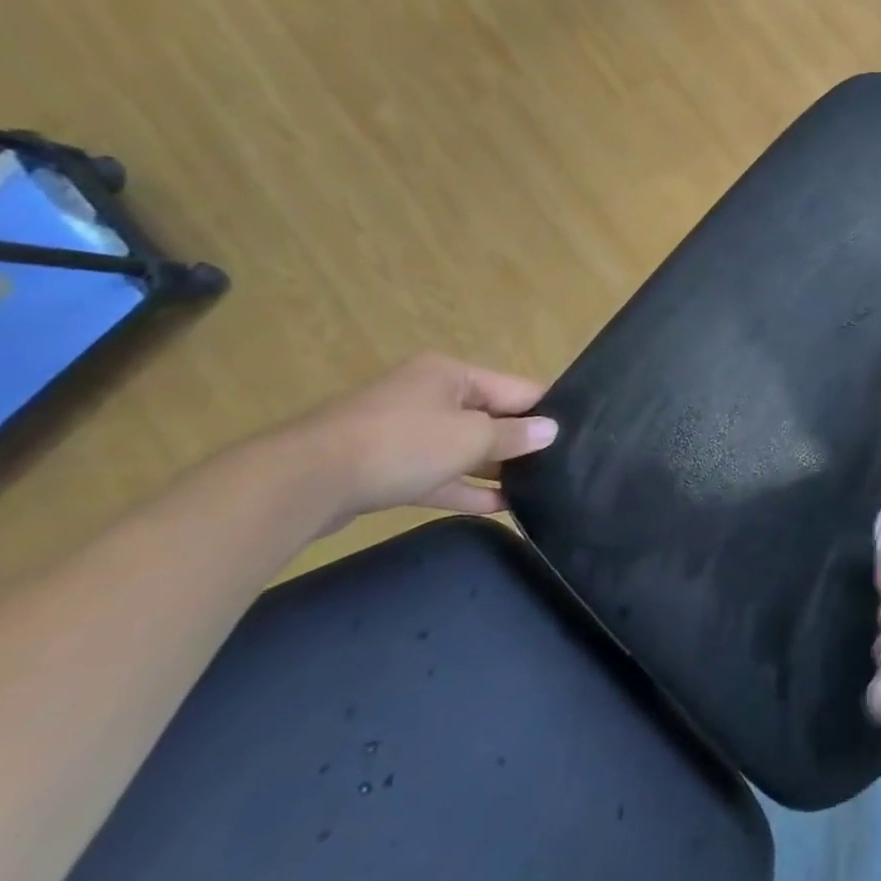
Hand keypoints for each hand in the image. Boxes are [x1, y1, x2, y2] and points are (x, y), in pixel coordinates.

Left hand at [241, 353, 558, 538]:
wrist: (303, 482)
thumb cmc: (400, 444)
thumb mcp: (469, 438)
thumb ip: (513, 436)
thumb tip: (551, 430)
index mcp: (450, 374)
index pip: (514, 388)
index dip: (544, 410)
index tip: (577, 433)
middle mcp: (429, 395)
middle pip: (488, 416)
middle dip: (519, 441)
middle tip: (559, 465)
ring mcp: (403, 431)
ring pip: (462, 448)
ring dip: (493, 468)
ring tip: (535, 488)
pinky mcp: (385, 467)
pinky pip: (437, 474)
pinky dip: (464, 487)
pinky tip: (498, 506)